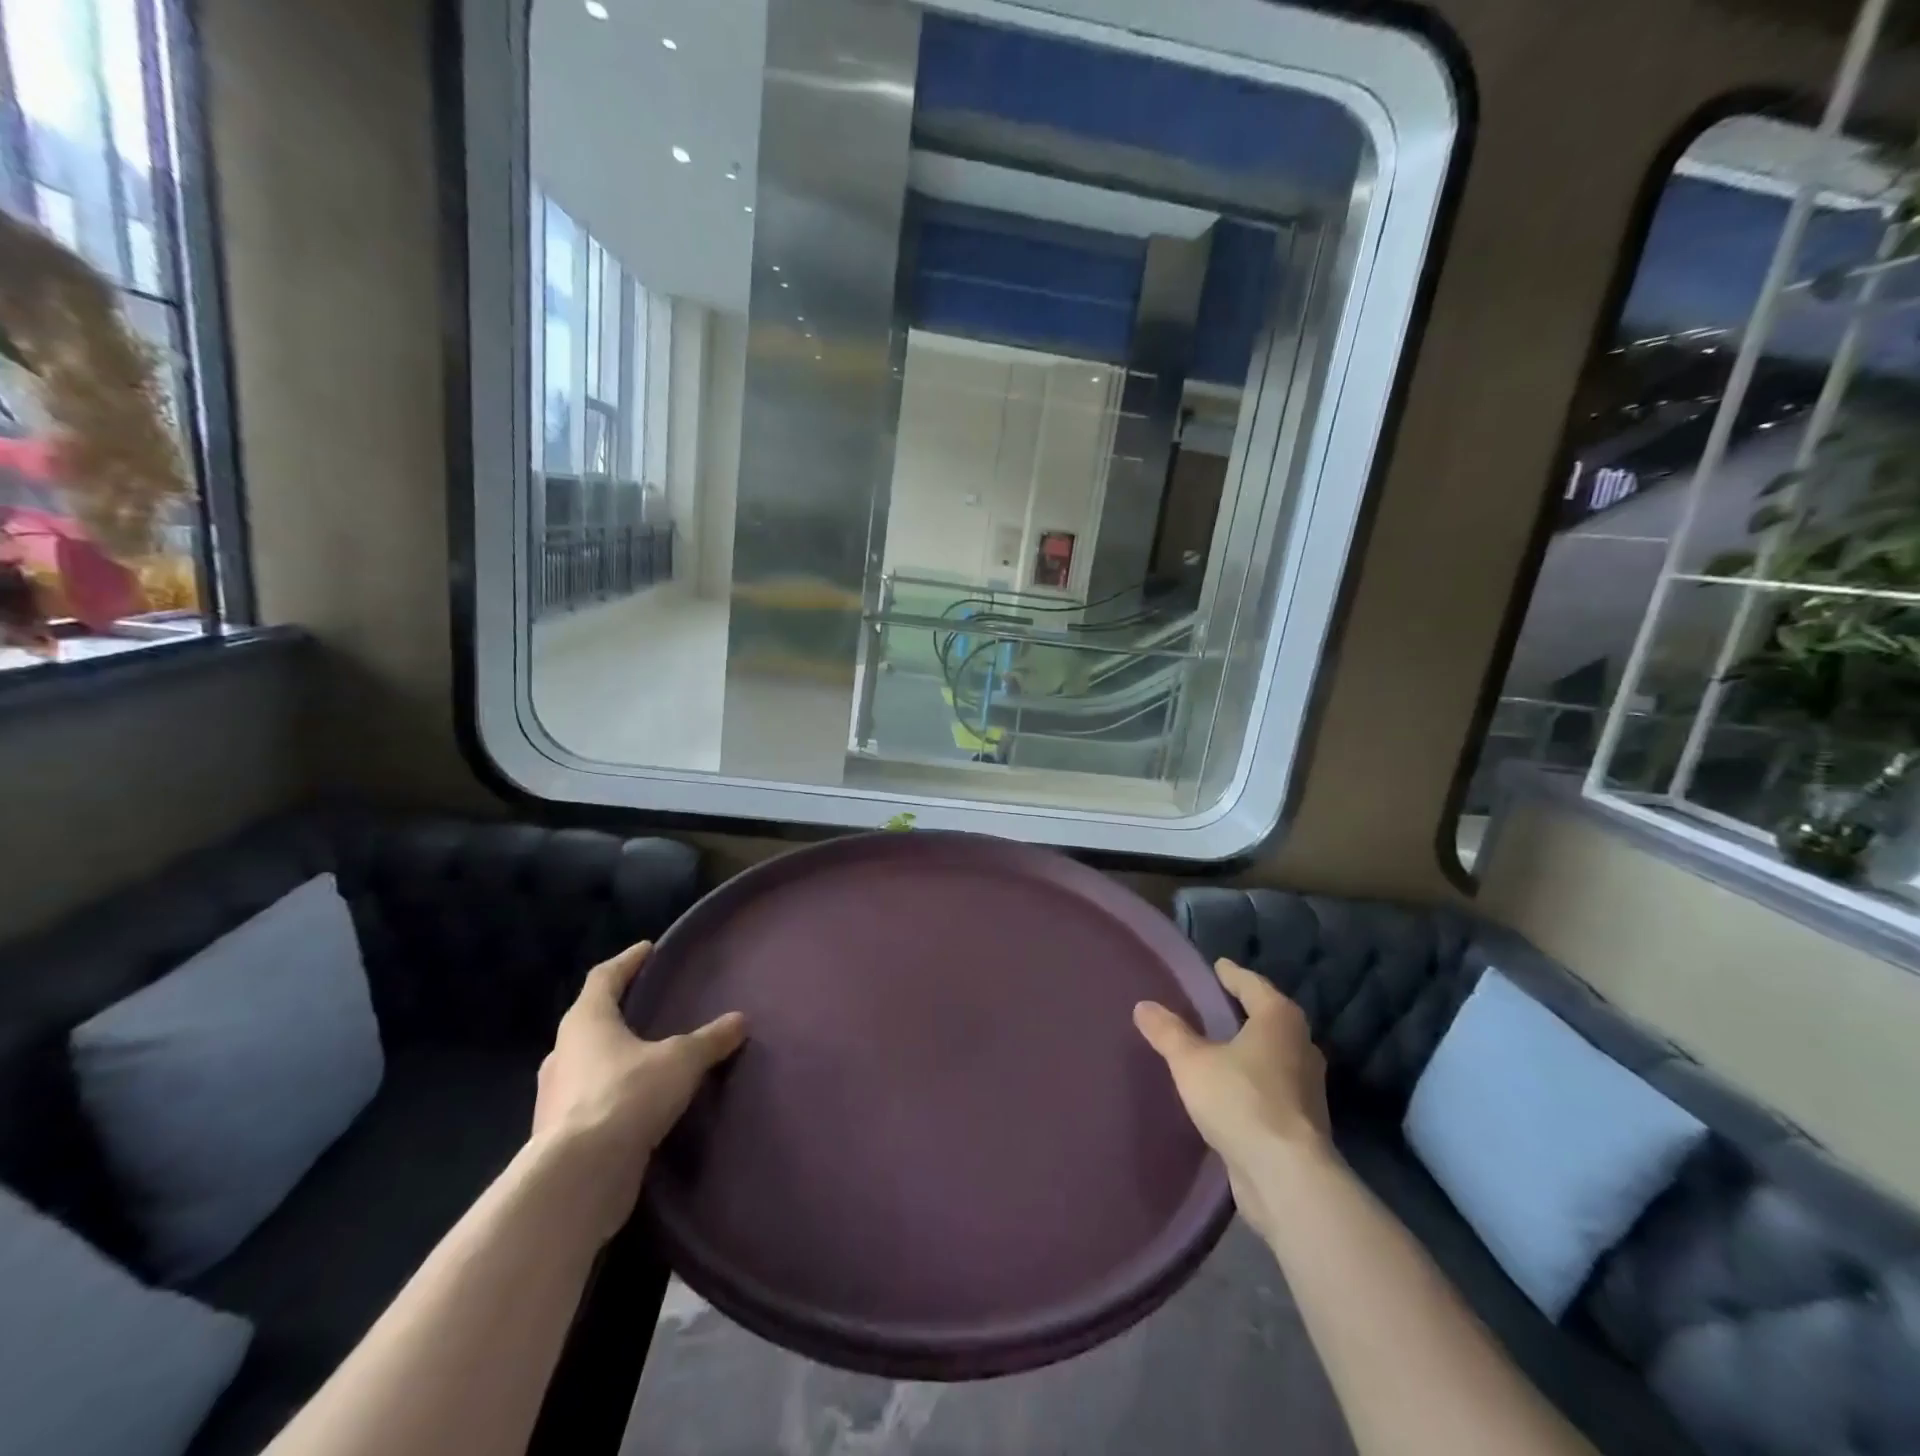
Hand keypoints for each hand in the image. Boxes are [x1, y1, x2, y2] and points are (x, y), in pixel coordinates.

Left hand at [531, 941, 745, 1240]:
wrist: (577, 1179)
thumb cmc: (626, 1096)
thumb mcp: (681, 1060)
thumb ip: (710, 1040)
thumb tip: (740, 1020)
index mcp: (586, 1021)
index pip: (604, 977)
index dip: (627, 962)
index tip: (647, 949)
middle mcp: (563, 1053)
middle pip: (591, 1020)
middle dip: (619, 1012)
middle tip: (651, 1006)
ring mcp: (556, 1097)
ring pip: (588, 1064)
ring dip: (614, 1058)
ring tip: (650, 1058)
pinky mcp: (560, 1136)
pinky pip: (591, 1102)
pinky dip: (614, 1095)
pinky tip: (639, 1105)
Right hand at [1134, 959, 1331, 1238]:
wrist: (1286, 1177)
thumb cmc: (1241, 1100)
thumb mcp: (1192, 1061)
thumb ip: (1168, 1032)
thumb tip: (1143, 1006)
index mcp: (1280, 1020)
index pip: (1253, 985)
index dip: (1232, 975)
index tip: (1217, 966)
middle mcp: (1301, 1046)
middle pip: (1269, 1018)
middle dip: (1244, 1011)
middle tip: (1214, 1004)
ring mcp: (1307, 1087)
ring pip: (1273, 1054)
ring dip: (1249, 1048)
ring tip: (1218, 1045)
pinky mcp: (1302, 1122)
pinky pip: (1272, 1086)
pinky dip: (1252, 1079)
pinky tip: (1230, 1087)